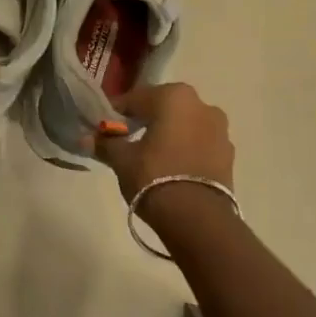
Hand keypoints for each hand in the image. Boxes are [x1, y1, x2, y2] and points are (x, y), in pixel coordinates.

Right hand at [97, 82, 234, 204]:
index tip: (103, 127)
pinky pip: (199, 144)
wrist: (198, 220)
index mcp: (173, 96)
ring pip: (184, 125)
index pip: (135, 98)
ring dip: (168, 134)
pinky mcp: (228, 155)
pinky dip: (184, 150)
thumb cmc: (154, 177)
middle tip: (125, 139)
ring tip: (150, 156)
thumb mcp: (122, 159)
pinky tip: (171, 168)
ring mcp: (219, 130)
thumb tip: (86, 138)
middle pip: (163, 108)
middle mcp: (201, 104)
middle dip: (145, 120)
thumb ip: (106, 143)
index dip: (116, 113)